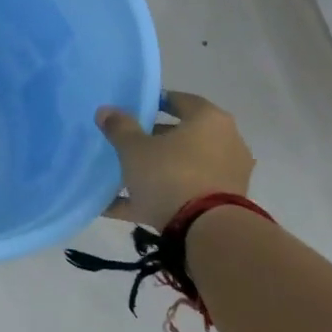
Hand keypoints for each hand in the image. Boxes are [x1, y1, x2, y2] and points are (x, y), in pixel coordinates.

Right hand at [96, 91, 254, 227]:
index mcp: (209, 121)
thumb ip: (119, 128)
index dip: (156, 102)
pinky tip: (120, 206)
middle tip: (125, 144)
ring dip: (155, 170)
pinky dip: (156, 197)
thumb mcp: (134, 149)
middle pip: (183, 136)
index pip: (181, 101)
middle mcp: (225, 143)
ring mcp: (226, 176)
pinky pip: (182, 194)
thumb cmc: (171, 174)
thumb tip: (106, 110)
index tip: (134, 109)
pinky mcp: (220, 205)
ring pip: (182, 167)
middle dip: (153, 139)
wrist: (207, 230)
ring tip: (121, 177)